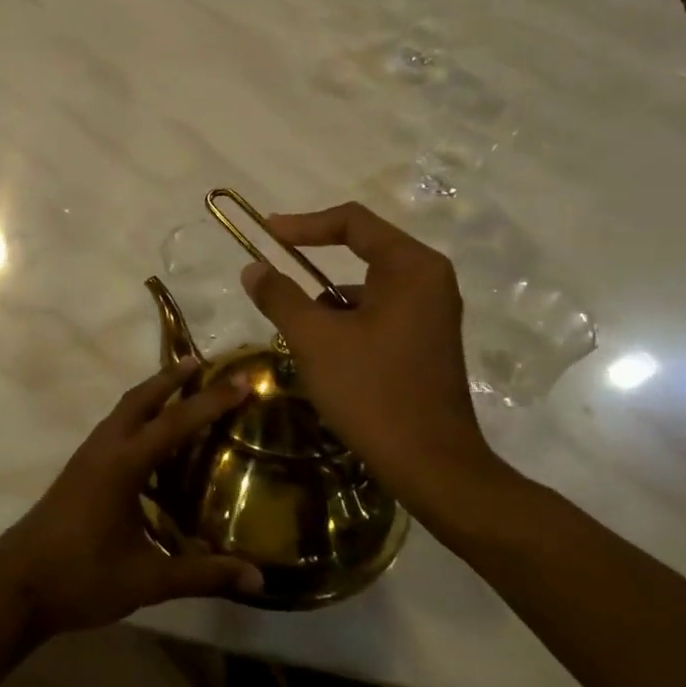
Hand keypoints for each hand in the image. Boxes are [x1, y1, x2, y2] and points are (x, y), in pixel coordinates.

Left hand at [0, 359, 263, 640]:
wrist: (15, 588)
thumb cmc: (81, 578)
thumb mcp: (147, 579)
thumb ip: (201, 575)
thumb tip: (258, 578)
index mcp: (122, 465)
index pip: (174, 423)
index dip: (211, 401)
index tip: (242, 379)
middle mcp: (103, 449)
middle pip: (140, 399)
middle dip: (172, 378)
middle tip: (203, 363)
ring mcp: (86, 458)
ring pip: (123, 411)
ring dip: (152, 395)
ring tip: (182, 391)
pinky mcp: (78, 471)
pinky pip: (114, 429)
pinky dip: (137, 419)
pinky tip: (153, 444)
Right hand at [239, 202, 499, 513]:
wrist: (431, 465)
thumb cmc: (372, 391)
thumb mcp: (314, 339)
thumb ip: (280, 296)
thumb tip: (253, 268)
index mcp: (411, 267)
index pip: (353, 221)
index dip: (304, 224)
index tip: (266, 234)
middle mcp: (429, 280)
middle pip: (362, 251)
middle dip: (312, 265)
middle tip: (274, 276)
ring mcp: (431, 313)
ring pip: (366, 288)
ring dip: (326, 302)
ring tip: (294, 332)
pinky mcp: (426, 342)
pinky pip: (377, 314)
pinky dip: (346, 323)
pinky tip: (323, 356)